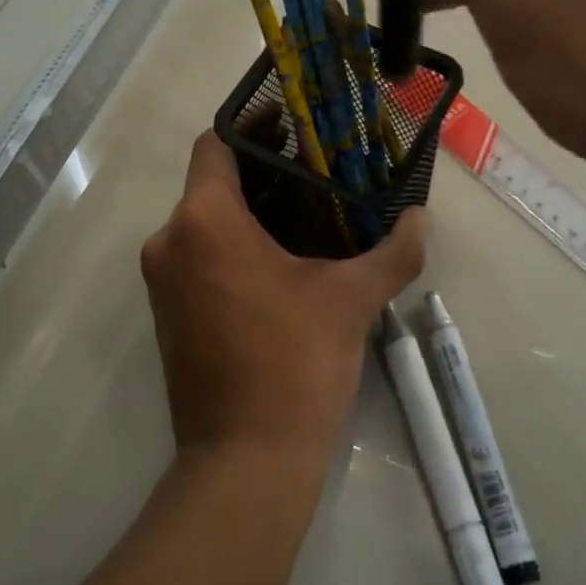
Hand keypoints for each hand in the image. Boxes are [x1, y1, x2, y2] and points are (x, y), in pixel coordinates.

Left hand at [141, 132, 425, 465]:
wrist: (245, 459)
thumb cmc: (294, 364)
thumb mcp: (351, 300)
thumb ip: (392, 251)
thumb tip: (422, 219)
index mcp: (203, 222)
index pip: (215, 145)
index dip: (253, 126)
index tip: (296, 125)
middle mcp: (169, 242)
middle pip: (211, 184)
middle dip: (261, 173)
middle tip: (318, 169)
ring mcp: (163, 283)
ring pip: (204, 224)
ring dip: (249, 213)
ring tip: (309, 213)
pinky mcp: (170, 315)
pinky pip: (199, 259)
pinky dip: (233, 248)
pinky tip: (282, 261)